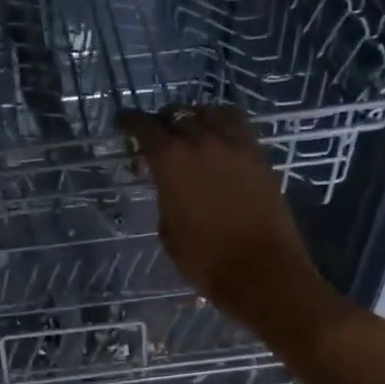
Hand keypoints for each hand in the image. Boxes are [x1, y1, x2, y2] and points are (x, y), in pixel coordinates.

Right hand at [116, 105, 342, 342]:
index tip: (122, 124)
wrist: (262, 271)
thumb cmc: (206, 260)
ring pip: (209, 112)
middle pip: (176, 114)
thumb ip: (165, 199)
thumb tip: (171, 187)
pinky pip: (236, 125)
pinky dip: (220, 123)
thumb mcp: (169, 231)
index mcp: (172, 160)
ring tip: (188, 131)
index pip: (145, 128)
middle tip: (155, 136)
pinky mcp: (259, 156)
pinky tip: (217, 139)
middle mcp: (202, 142)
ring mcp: (235, 145)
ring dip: (193, 117)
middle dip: (161, 121)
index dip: (129, 122)